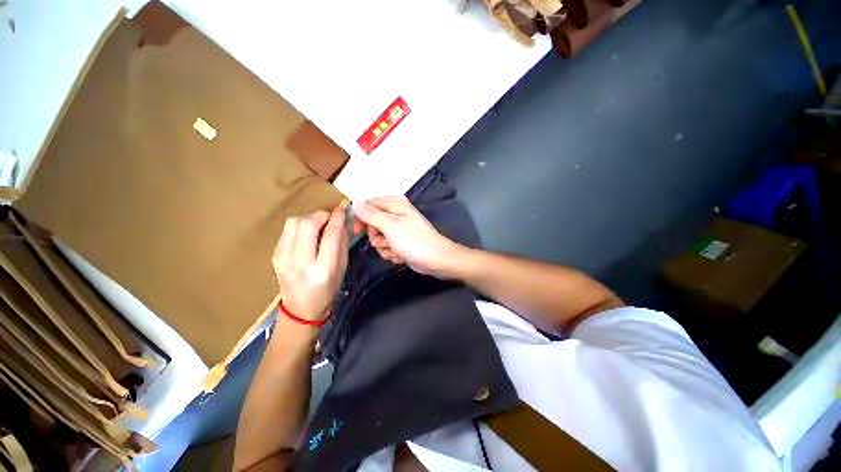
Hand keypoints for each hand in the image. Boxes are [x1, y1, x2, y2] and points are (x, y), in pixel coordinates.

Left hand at [273, 203, 348, 321]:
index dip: (337, 217)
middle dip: (320, 214)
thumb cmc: (328, 289)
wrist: (301, 308)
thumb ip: (342, 242)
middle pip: (307, 224)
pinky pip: (287, 231)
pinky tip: (306, 234)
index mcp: (323, 269)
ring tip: (318, 225)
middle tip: (329, 217)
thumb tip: (341, 220)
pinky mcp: (275, 256)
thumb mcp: (342, 268)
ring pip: (293, 223)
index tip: (341, 208)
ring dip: (308, 218)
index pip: (330, 234)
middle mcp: (301, 263)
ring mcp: (283, 259)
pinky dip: (299, 226)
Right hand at [352, 196, 464, 277]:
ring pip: (378, 238)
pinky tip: (401, 255)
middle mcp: (396, 214)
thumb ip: (371, 214)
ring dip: (385, 248)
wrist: (435, 260)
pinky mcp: (401, 242)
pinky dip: (392, 253)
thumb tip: (354, 203)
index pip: (368, 205)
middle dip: (377, 237)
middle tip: (386, 242)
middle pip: (372, 224)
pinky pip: (387, 247)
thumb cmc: (414, 240)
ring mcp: (399, 229)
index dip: (361, 218)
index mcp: (394, 204)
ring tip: (397, 250)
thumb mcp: (390, 225)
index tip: (357, 232)